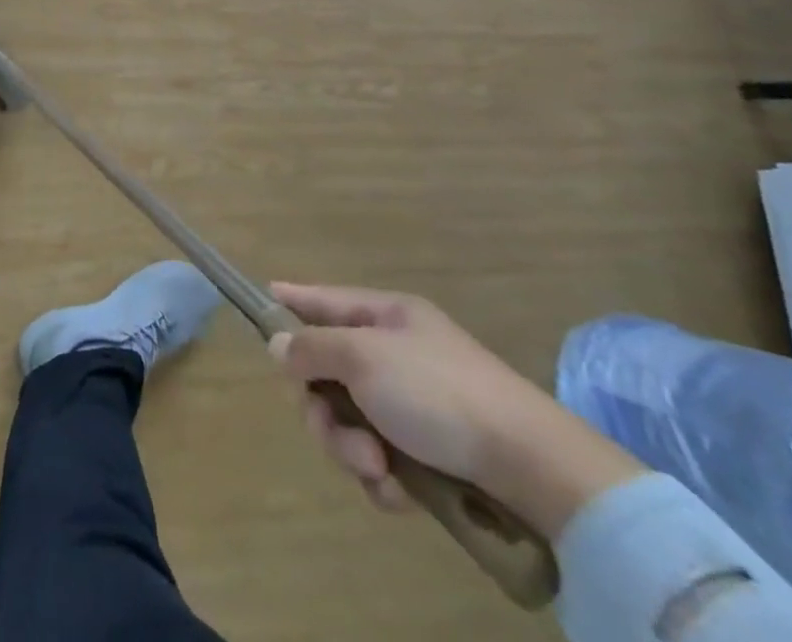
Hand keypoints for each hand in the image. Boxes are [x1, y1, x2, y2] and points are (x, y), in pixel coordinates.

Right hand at [268, 283, 643, 536]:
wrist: (532, 467)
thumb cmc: (439, 392)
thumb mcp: (365, 358)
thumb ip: (313, 347)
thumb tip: (279, 344)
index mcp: (384, 316)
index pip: (323, 299)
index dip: (290, 300)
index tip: (260, 300)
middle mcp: (395, 353)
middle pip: (327, 372)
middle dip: (324, 410)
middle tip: (338, 434)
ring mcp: (412, 403)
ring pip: (349, 421)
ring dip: (352, 449)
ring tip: (378, 471)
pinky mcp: (429, 451)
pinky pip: (380, 457)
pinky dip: (381, 477)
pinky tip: (397, 492)